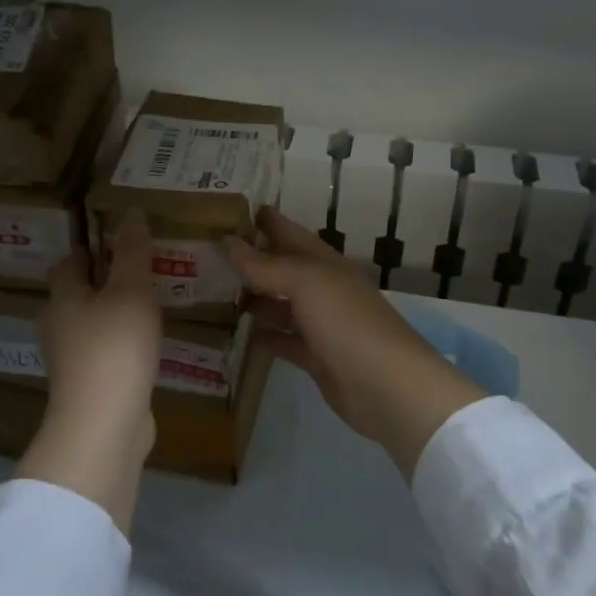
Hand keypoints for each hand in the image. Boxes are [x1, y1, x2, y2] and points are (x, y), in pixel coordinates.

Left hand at [19, 210, 161, 532]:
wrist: (104, 426)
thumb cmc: (114, 348)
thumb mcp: (131, 291)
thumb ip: (132, 252)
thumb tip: (130, 211)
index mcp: (63, 298)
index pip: (69, 263)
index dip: (90, 249)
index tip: (117, 240)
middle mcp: (60, 327)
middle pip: (77, 295)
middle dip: (103, 281)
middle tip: (139, 269)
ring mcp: (72, 361)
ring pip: (92, 326)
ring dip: (114, 314)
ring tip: (149, 304)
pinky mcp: (90, 387)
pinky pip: (106, 354)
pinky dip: (122, 344)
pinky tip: (147, 345)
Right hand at [224, 207, 486, 479]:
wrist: (386, 385)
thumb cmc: (347, 322)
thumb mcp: (307, 283)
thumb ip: (267, 265)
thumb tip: (229, 242)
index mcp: (324, 263)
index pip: (290, 233)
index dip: (266, 220)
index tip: (231, 210)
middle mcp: (322, 289)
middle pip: (283, 269)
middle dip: (252, 260)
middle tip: (209, 253)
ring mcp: (320, 325)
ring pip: (280, 305)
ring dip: (253, 298)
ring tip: (213, 292)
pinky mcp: (315, 358)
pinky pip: (283, 340)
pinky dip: (263, 336)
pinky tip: (238, 334)